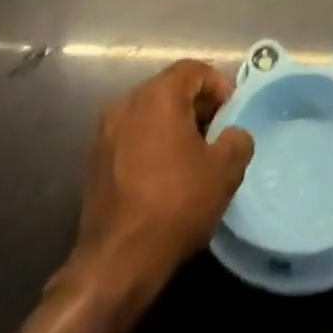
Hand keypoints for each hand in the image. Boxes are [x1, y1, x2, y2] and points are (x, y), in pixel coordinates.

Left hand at [67, 60, 254, 297]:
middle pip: (169, 88)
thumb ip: (237, 140)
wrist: (116, 263)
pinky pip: (133, 136)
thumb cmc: (175, 204)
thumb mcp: (224, 171)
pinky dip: (152, 143)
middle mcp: (127, 103)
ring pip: (149, 113)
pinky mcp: (95, 161)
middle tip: (218, 132)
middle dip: (197, 104)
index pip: (193, 69)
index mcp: (158, 95)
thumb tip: (233, 134)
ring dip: (174, 124)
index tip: (232, 112)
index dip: (218, 84)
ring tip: (194, 155)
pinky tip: (166, 174)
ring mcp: (106, 132)